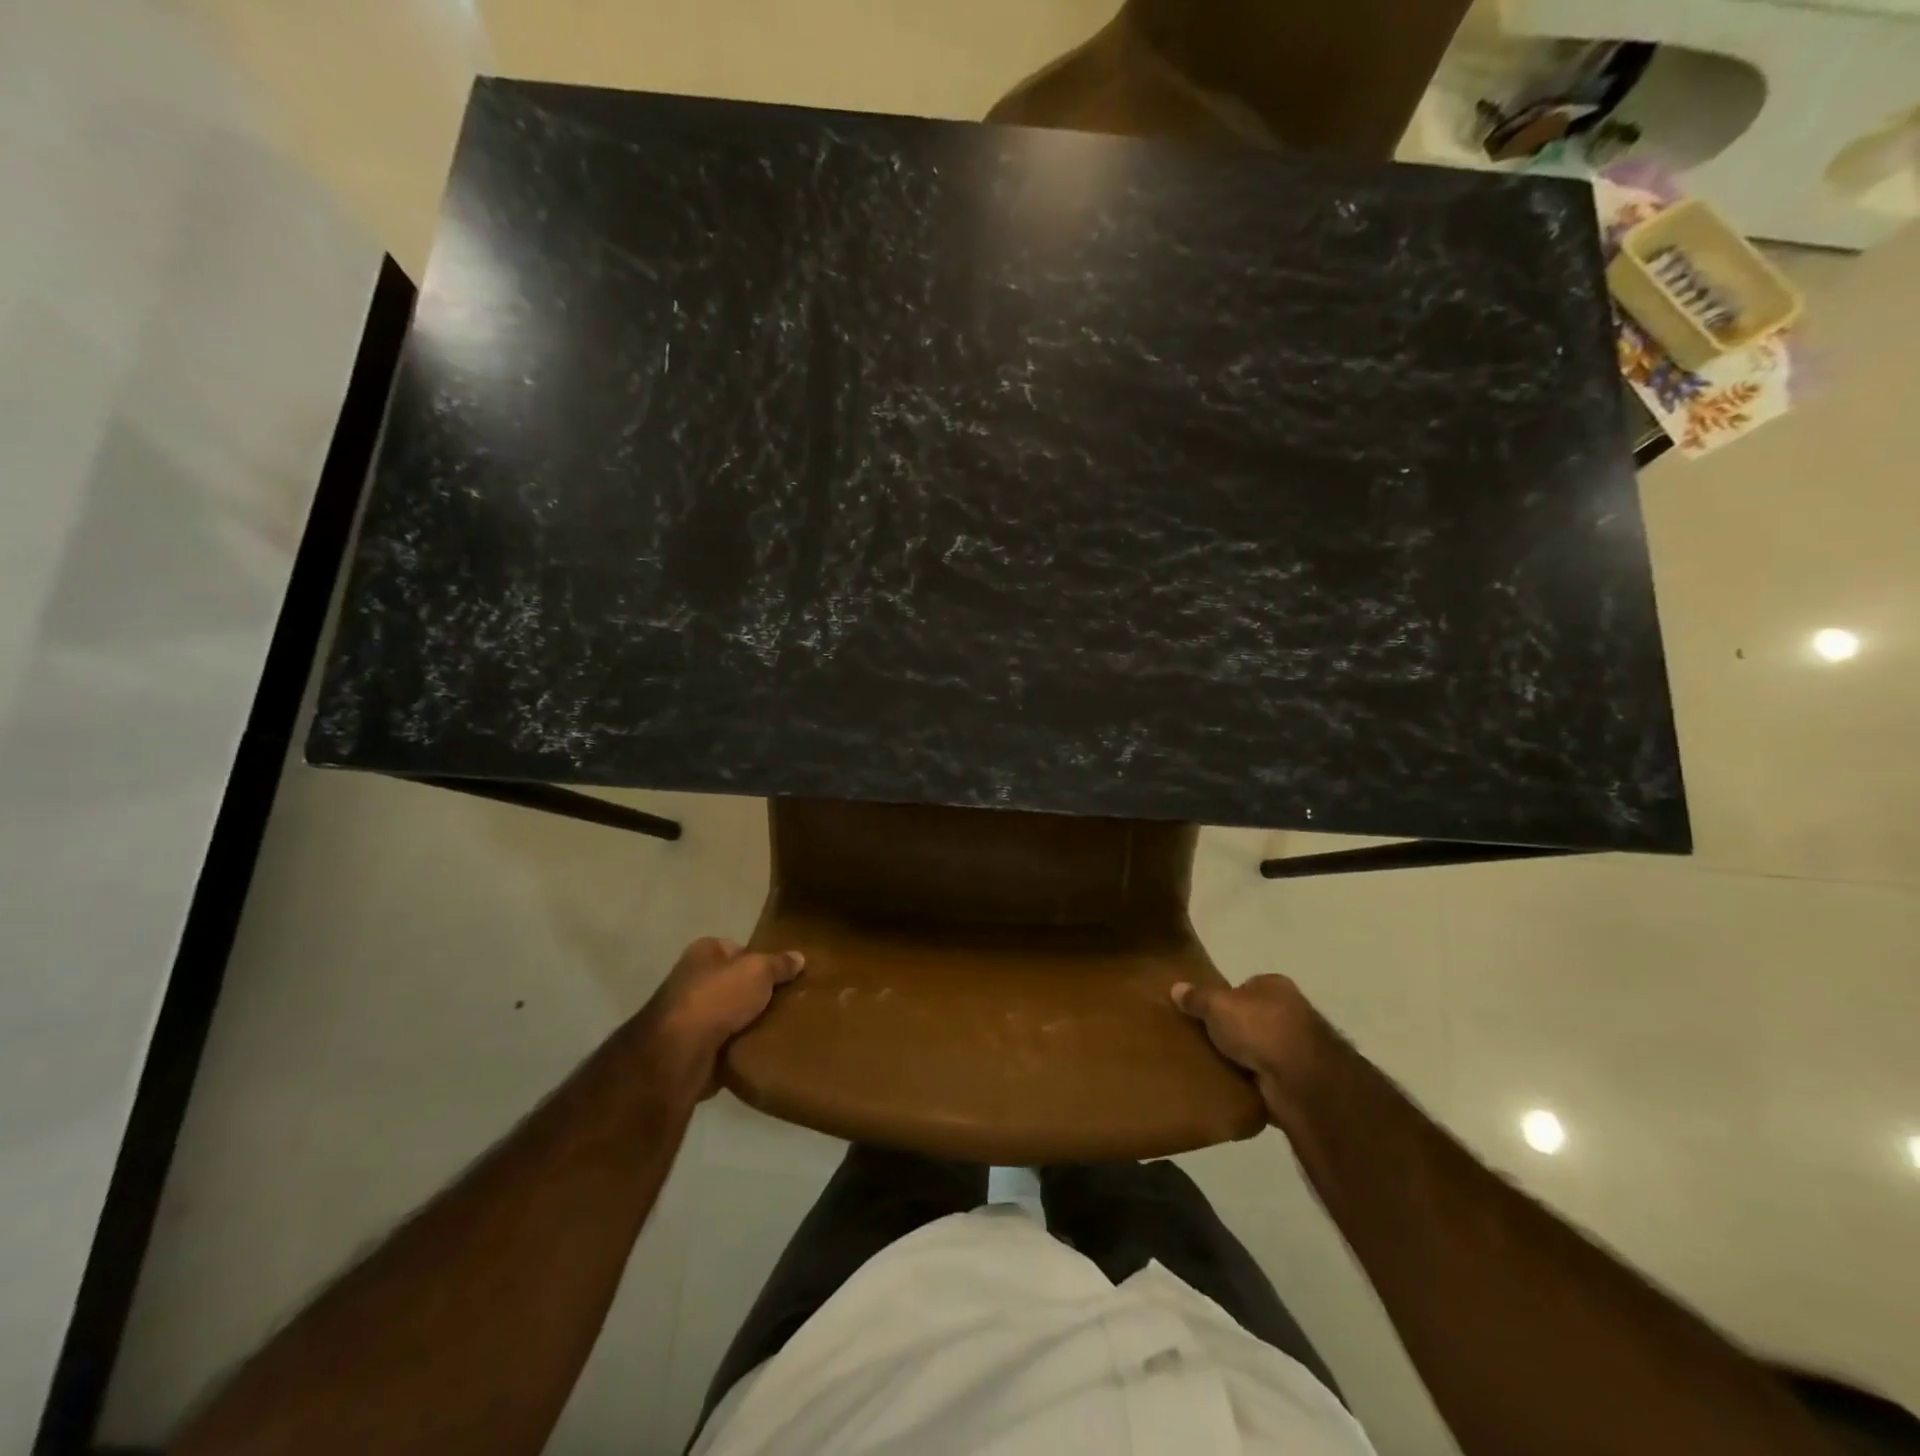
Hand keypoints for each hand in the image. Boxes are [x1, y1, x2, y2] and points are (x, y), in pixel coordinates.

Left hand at [648, 937, 804, 1096]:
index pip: (738, 949)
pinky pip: (725, 1043)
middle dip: (757, 993)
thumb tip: (799, 957)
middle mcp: (692, 979)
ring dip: (750, 1022)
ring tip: (781, 1027)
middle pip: (735, 982)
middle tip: (787, 1002)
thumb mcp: (758, 971)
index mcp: (704, 952)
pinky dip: (740, 1046)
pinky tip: (762, 1049)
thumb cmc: (718, 998)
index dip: (761, 960)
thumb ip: (779, 964)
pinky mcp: (691, 1047)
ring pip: (731, 1014)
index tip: (784, 975)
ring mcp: (689, 1015)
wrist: (679, 1054)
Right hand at [1170, 973, 1331, 1129]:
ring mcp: (1297, 1048)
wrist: (1300, 1080)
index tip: (1205, 1013)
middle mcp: (1291, 1012)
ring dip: (1243, 1057)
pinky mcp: (1297, 1080)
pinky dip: (1251, 1081)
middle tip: (1204, 1039)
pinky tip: (1230, 1085)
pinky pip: (1264, 1077)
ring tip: (1211, 1064)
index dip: (1225, 998)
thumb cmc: (1259, 1028)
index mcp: (1275, 986)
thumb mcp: (1217, 1005)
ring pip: (1259, 1048)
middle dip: (1233, 1029)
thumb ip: (1197, 997)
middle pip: (1253, 1017)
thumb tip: (1176, 988)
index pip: (1245, 987)